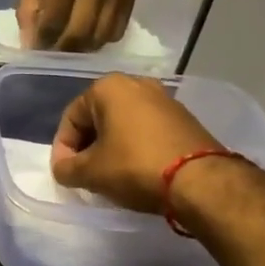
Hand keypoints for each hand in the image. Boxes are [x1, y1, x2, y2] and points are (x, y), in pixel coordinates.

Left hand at [18, 0, 136, 50]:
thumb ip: (30, 1)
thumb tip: (28, 39)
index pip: (54, 20)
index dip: (42, 41)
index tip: (34, 50)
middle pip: (80, 34)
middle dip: (62, 51)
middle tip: (50, 54)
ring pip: (101, 36)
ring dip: (82, 48)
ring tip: (68, 47)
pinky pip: (119, 27)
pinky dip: (102, 38)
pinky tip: (89, 35)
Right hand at [51, 73, 220, 213]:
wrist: (201, 181)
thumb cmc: (135, 167)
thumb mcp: (91, 173)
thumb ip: (66, 168)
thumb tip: (63, 168)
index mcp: (108, 87)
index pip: (71, 118)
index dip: (63, 149)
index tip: (65, 174)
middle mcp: (136, 84)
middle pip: (98, 118)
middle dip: (88, 147)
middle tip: (85, 175)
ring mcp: (164, 100)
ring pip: (123, 124)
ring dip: (112, 148)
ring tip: (110, 176)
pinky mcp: (184, 119)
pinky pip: (147, 131)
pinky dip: (135, 148)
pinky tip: (136, 172)